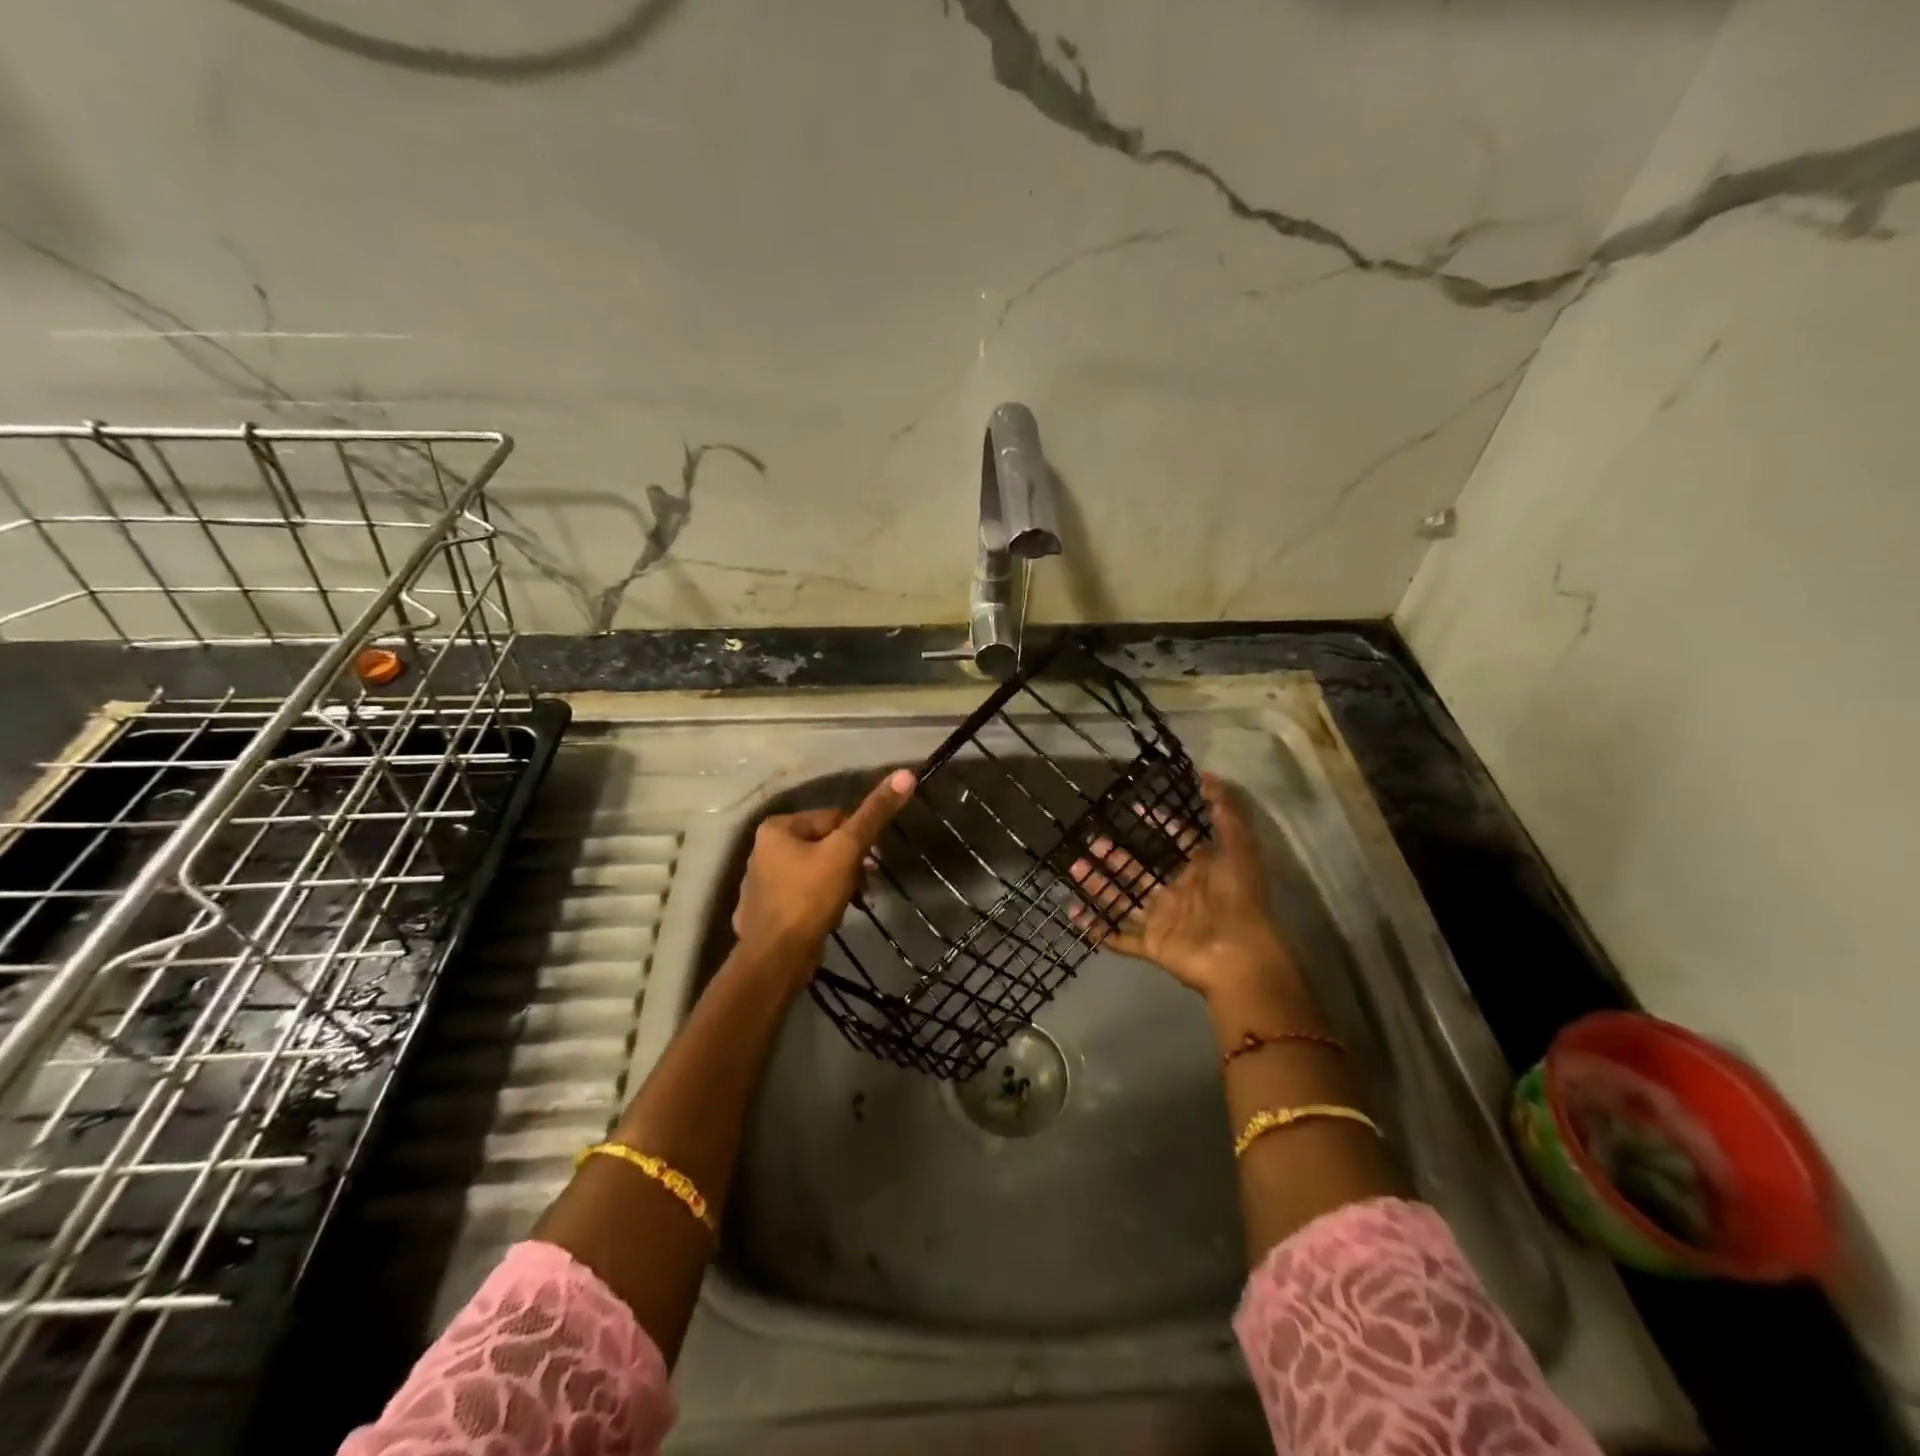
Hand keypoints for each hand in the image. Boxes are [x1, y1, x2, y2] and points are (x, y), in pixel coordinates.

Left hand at [731, 769, 915, 980]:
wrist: (777, 959)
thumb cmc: (809, 897)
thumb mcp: (846, 851)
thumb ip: (874, 815)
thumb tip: (905, 774)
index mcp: (776, 828)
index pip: (832, 819)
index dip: (857, 840)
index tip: (870, 864)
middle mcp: (762, 849)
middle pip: (823, 846)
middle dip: (848, 865)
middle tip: (862, 888)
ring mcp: (760, 883)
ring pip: (814, 872)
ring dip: (837, 886)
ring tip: (848, 905)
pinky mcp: (765, 911)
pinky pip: (801, 897)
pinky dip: (818, 905)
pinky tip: (827, 920)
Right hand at [1068, 772, 1295, 1000]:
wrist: (1239, 957)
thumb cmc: (1238, 899)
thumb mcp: (1240, 848)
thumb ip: (1227, 812)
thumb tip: (1207, 775)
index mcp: (1200, 871)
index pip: (1176, 842)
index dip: (1158, 824)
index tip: (1133, 808)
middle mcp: (1178, 894)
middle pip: (1141, 871)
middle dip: (1115, 856)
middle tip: (1091, 841)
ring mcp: (1163, 921)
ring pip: (1125, 900)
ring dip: (1100, 886)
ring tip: (1075, 869)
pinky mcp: (1152, 946)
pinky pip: (1120, 937)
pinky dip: (1098, 929)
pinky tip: (1074, 915)